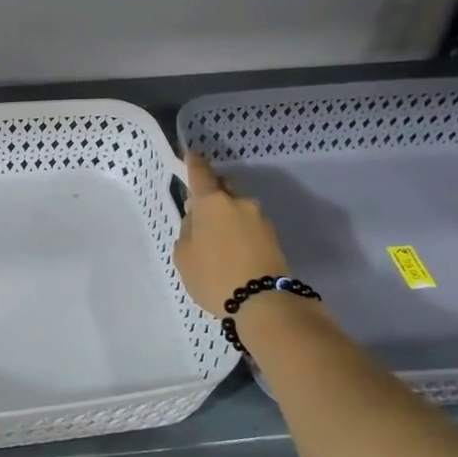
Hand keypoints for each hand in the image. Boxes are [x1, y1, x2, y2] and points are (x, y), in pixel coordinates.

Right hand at [173, 152, 290, 314]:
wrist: (263, 302)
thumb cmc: (214, 276)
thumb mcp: (184, 256)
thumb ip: (187, 231)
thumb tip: (197, 221)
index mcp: (213, 202)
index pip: (201, 174)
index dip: (193, 163)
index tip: (190, 154)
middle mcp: (239, 203)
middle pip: (223, 188)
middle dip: (211, 193)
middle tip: (199, 210)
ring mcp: (259, 218)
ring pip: (237, 207)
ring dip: (226, 215)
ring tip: (215, 239)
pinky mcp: (272, 236)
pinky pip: (248, 225)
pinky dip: (238, 230)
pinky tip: (231, 249)